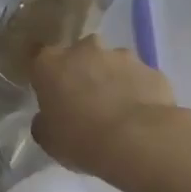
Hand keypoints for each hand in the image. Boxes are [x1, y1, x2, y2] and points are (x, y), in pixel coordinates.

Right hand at [30, 36, 184, 179]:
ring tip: (117, 110)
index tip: (49, 90)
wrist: (138, 141)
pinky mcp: (152, 70)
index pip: (38, 57)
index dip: (44, 74)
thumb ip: (44, 122)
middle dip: (81, 71)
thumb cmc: (80, 138)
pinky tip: (139, 116)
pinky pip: (139, 79)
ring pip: (112, 63)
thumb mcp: (48, 138)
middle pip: (79, 54)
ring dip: (111, 79)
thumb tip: (48, 118)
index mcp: (50, 64)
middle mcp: (84, 50)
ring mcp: (122, 57)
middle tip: (84, 100)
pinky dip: (137, 91)